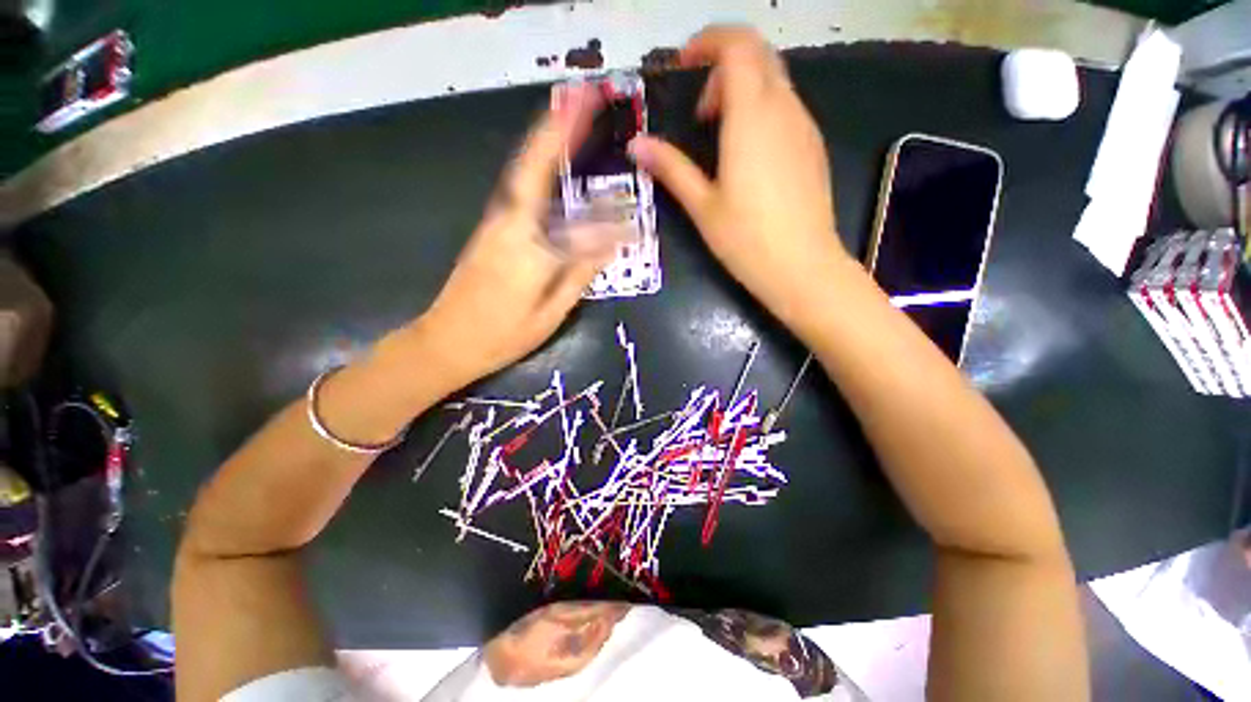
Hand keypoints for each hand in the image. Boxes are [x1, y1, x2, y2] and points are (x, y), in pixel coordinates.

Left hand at [414, 85, 617, 387]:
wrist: (446, 341)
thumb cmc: (503, 336)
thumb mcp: (550, 314)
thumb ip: (579, 275)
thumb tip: (611, 247)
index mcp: (531, 252)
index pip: (581, 227)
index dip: (611, 222)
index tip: (635, 221)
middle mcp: (510, 226)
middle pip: (534, 170)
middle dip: (558, 130)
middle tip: (583, 97)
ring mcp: (495, 223)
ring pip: (522, 173)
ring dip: (544, 138)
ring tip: (569, 112)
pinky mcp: (489, 227)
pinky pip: (517, 189)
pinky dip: (533, 164)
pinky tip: (546, 156)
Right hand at [629, 26, 853, 325]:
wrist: (803, 267)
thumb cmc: (746, 239)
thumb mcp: (701, 205)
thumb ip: (670, 168)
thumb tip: (636, 145)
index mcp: (752, 116)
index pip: (737, 44)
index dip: (707, 42)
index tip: (683, 66)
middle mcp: (784, 109)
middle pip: (758, 55)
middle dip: (723, 67)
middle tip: (700, 113)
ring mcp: (804, 127)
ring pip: (774, 81)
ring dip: (742, 92)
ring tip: (719, 137)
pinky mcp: (813, 147)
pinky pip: (786, 108)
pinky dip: (761, 111)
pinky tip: (747, 155)